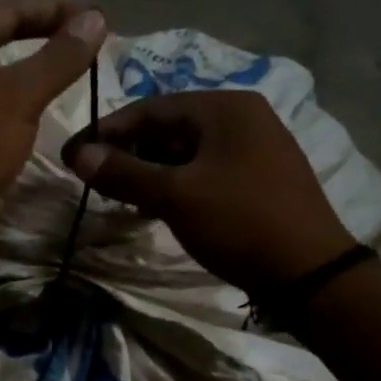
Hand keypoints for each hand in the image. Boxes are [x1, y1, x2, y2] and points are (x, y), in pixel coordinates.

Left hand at [0, 0, 107, 219]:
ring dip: (4, 51)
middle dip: (25, 23)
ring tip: (41, 54)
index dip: (57, 12)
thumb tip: (96, 19)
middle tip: (65, 28)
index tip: (97, 17)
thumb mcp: (23, 96)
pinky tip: (5, 92)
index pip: (9, 9)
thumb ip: (60, 56)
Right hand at [61, 90, 356, 294]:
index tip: (72, 155)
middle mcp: (243, 117)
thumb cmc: (239, 223)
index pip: (150, 108)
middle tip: (95, 180)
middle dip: (129, 153)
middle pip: (169, 127)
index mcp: (225, 107)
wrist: (309, 273)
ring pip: (186, 151)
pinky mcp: (259, 177)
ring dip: (150, 171)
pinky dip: (176, 184)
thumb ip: (124, 172)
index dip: (106, 131)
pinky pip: (205, 170)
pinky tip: (157, 207)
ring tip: (121, 198)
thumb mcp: (175, 196)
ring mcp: (255, 147)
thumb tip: (77, 154)